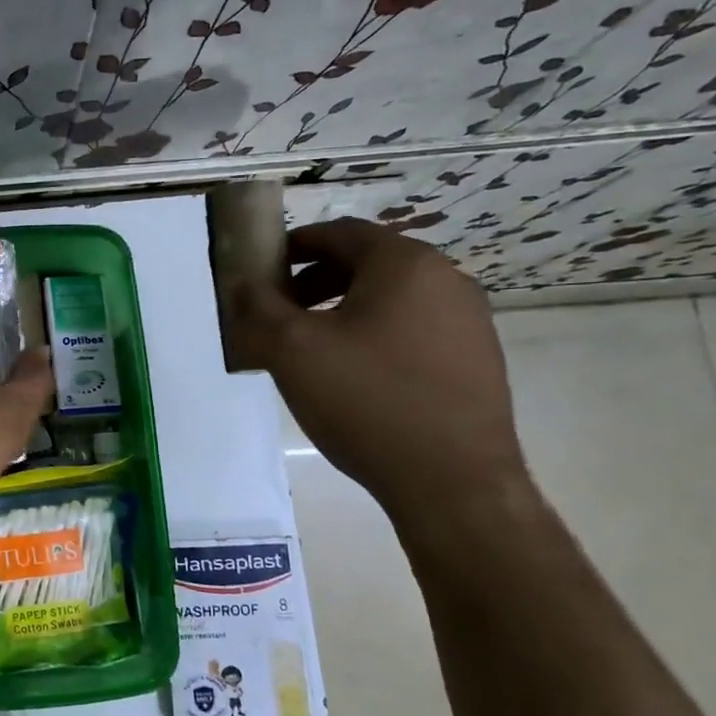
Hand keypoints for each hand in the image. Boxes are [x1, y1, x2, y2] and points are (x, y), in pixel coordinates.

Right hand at [224, 218, 529, 520]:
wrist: (453, 483)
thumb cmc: (367, 401)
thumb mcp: (292, 351)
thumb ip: (257, 308)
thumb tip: (240, 282)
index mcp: (405, 265)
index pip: (340, 233)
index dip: (294, 246)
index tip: (261, 272)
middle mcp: (447, 280)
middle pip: (366, 264)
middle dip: (314, 282)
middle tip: (278, 313)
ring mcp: (468, 322)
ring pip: (390, 299)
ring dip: (341, 310)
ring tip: (310, 349)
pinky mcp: (475, 360)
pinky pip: (412, 330)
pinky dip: (373, 336)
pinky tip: (352, 378)